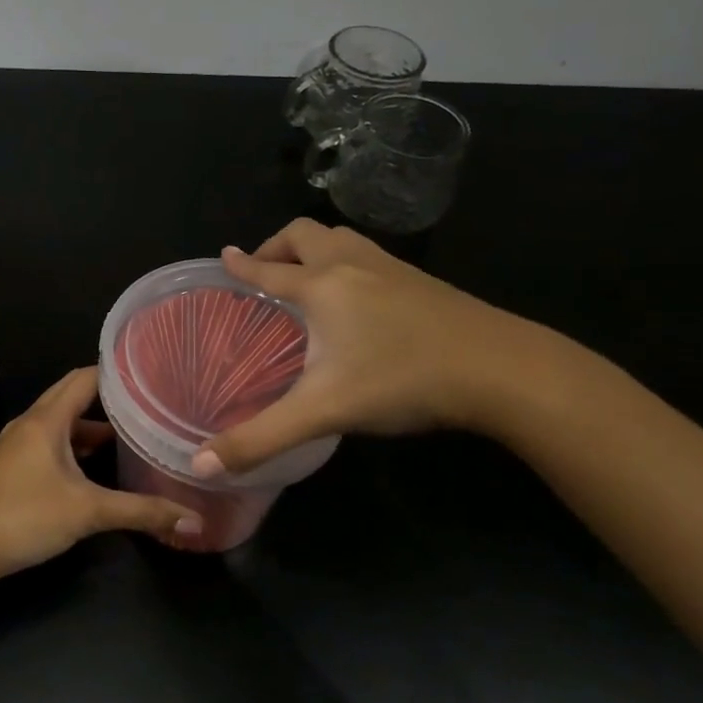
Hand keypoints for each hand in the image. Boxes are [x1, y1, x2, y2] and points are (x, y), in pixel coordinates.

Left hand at [0, 367, 199, 577]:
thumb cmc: (24, 516)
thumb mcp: (88, 513)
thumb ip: (141, 512)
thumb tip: (194, 521)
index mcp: (47, 419)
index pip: (86, 378)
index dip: (118, 373)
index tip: (153, 375)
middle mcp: (31, 423)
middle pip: (72, 396)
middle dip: (109, 398)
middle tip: (148, 402)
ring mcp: (18, 445)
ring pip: (61, 423)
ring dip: (92, 427)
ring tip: (132, 435)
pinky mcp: (13, 466)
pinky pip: (50, 443)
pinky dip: (75, 447)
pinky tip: (96, 468)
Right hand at [196, 219, 557, 474]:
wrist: (502, 369)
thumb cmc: (403, 380)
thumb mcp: (323, 412)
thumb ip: (260, 439)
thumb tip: (200, 467)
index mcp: (322, 287)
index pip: (269, 270)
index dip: (242, 265)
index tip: (224, 256)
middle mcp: (353, 266)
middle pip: (305, 235)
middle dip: (276, 246)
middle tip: (263, 271)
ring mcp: (392, 269)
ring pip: (342, 238)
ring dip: (315, 248)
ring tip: (305, 277)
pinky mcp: (422, 282)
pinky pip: (370, 256)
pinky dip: (347, 262)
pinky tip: (358, 298)